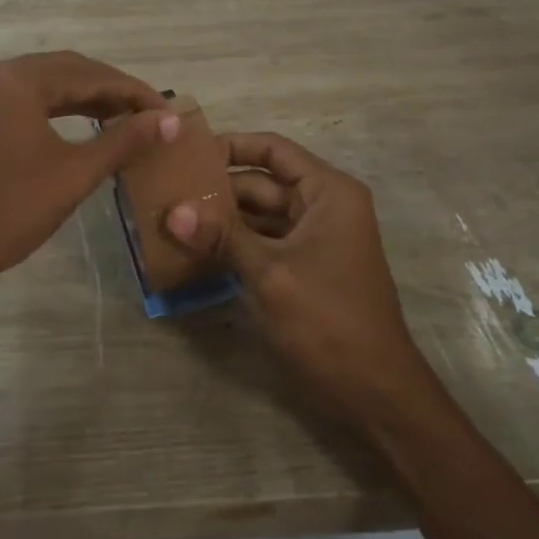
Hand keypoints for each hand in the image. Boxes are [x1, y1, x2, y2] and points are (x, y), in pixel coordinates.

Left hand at [0, 51, 179, 273]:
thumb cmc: (9, 209)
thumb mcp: (73, 175)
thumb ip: (124, 140)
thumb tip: (169, 121)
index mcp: (15, 79)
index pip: (88, 74)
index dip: (132, 91)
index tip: (166, 110)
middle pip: (64, 70)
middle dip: (109, 90)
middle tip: (149, 113)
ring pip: (42, 82)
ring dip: (83, 97)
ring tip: (123, 117)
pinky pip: (20, 96)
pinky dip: (53, 106)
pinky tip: (82, 121)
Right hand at [163, 132, 435, 427]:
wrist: (373, 392)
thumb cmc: (328, 321)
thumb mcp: (270, 274)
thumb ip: (222, 237)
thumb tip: (173, 213)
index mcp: (328, 192)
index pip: (273, 150)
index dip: (231, 146)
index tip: (187, 152)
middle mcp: (323, 206)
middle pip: (262, 183)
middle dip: (217, 189)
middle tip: (165, 190)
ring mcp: (313, 239)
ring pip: (259, 216)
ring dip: (221, 219)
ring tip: (170, 216)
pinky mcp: (303, 268)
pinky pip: (263, 243)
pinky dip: (233, 244)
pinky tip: (193, 249)